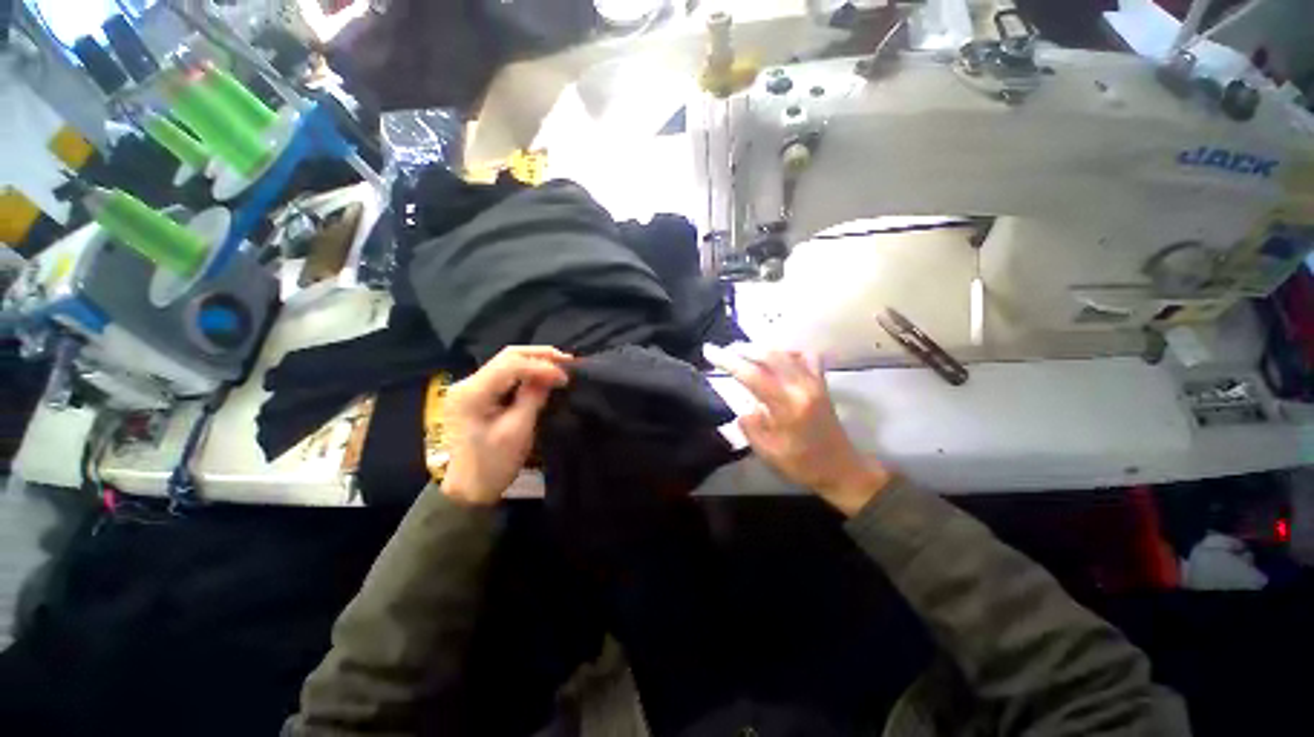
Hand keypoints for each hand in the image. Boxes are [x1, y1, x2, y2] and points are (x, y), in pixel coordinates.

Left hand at [440, 347, 573, 505]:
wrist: (468, 489)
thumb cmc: (493, 463)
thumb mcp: (518, 430)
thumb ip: (533, 397)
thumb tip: (552, 374)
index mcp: (472, 393)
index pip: (511, 364)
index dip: (541, 366)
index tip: (565, 377)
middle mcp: (467, 383)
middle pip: (507, 356)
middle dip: (540, 355)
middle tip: (567, 360)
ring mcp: (470, 387)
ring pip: (506, 362)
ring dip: (534, 361)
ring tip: (560, 365)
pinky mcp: (476, 394)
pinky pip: (505, 374)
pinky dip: (526, 371)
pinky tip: (543, 374)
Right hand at [709, 348, 889, 516]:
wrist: (841, 469)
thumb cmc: (802, 464)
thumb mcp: (769, 453)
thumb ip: (752, 427)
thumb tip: (744, 409)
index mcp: (787, 406)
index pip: (752, 375)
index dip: (729, 361)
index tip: (710, 351)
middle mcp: (801, 387)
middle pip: (770, 355)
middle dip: (744, 349)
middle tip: (726, 350)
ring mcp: (814, 382)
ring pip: (787, 352)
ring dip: (763, 347)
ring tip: (745, 351)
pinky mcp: (822, 383)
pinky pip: (806, 356)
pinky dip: (788, 351)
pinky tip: (778, 357)